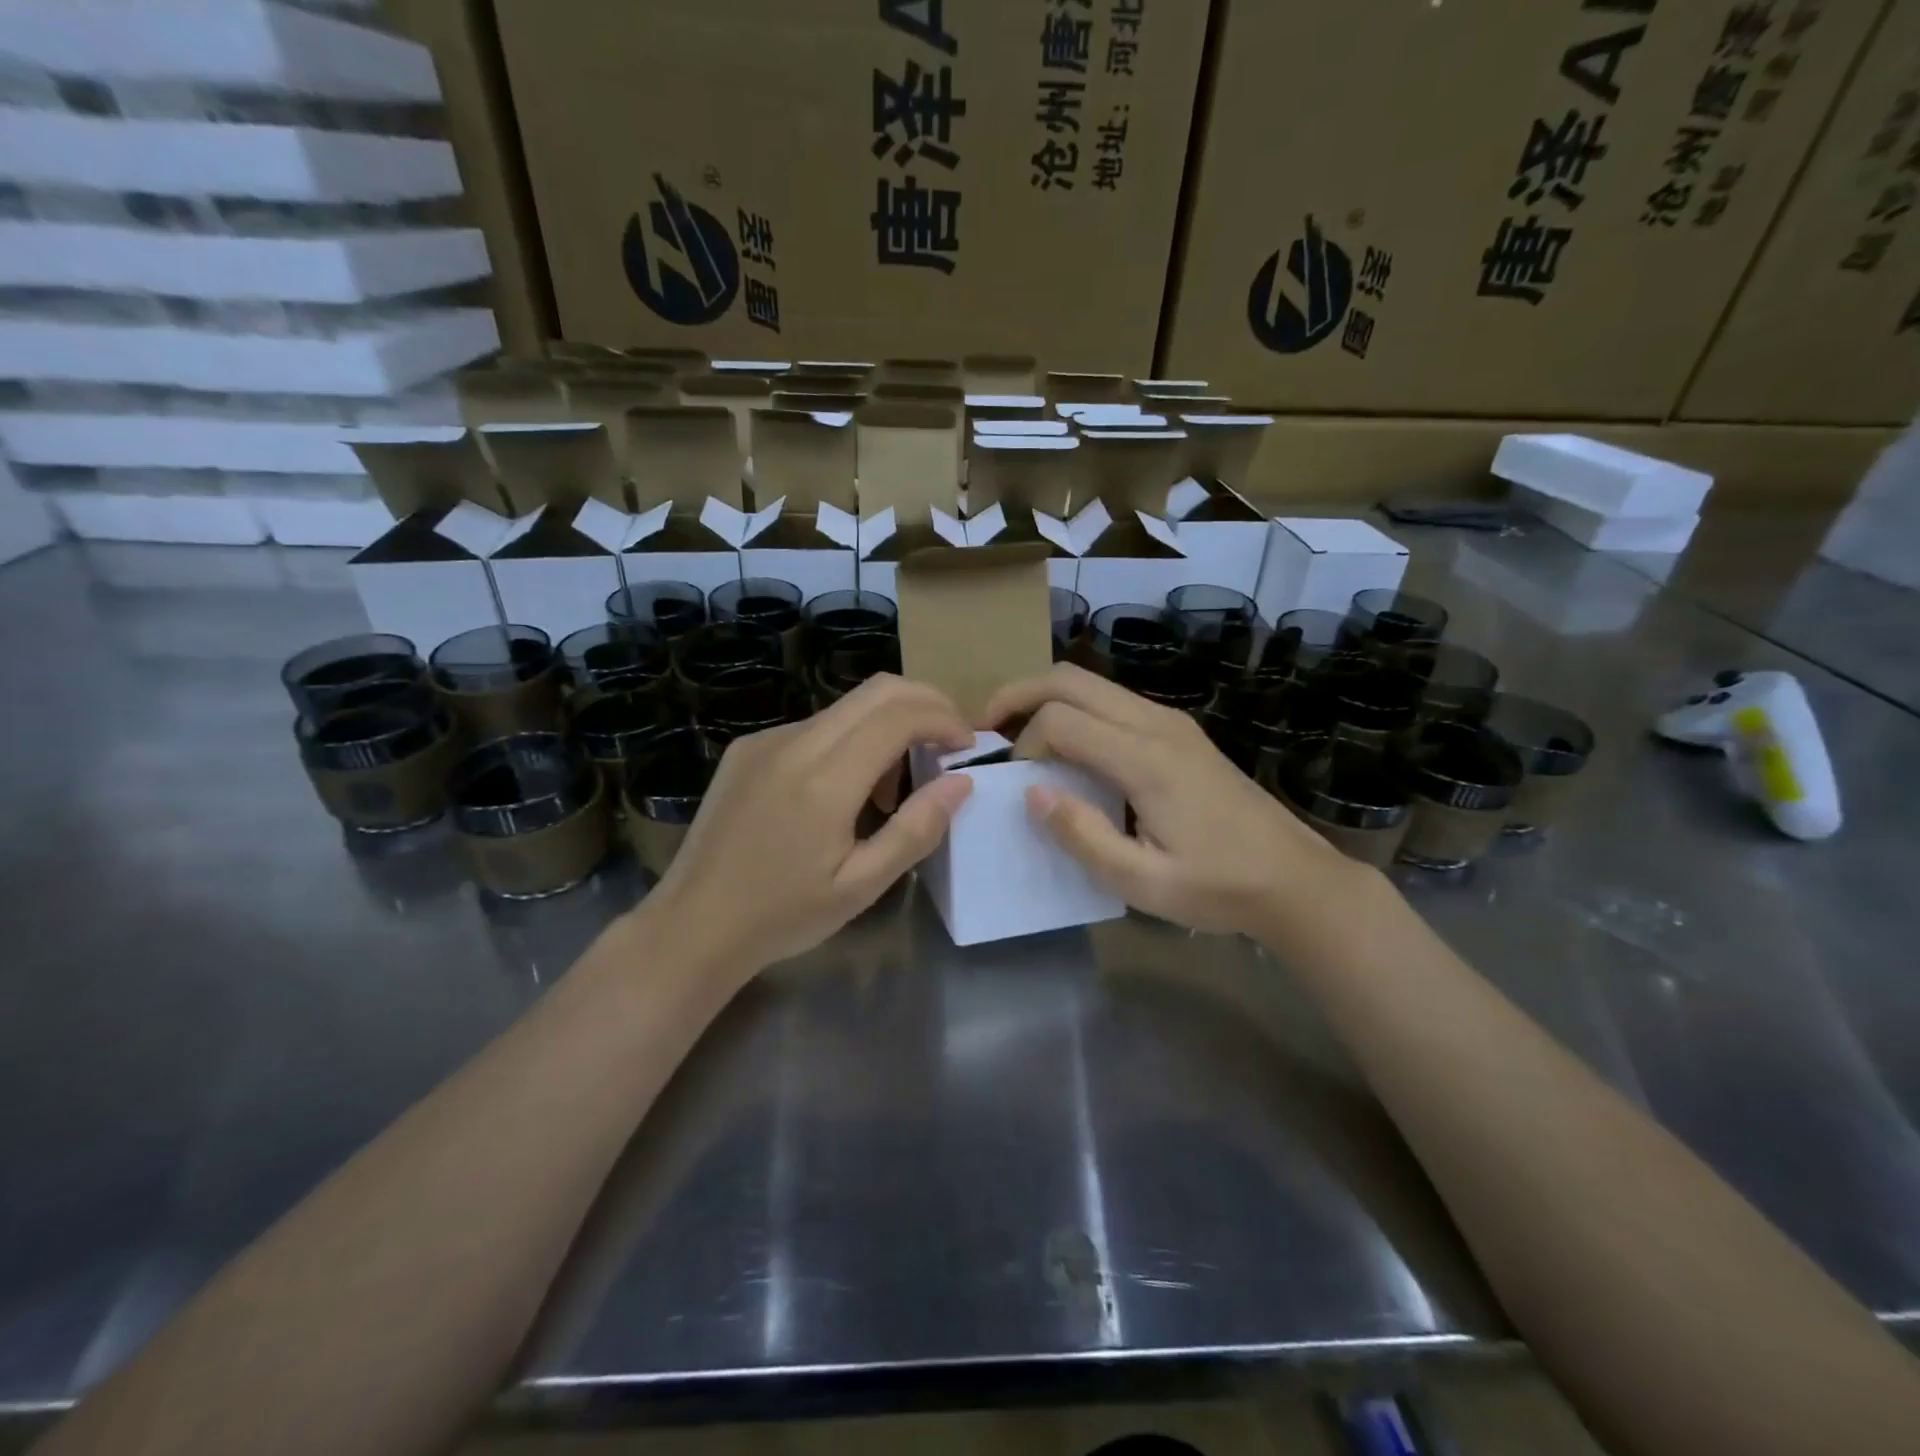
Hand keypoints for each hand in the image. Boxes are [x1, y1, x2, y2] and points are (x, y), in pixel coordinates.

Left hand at [642, 674, 973, 978]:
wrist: (693, 924)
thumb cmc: (783, 916)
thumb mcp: (861, 886)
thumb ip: (916, 829)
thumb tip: (960, 782)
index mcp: (825, 780)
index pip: (899, 715)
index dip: (944, 719)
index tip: (968, 745)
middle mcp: (794, 743)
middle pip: (876, 690)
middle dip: (926, 702)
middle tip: (951, 739)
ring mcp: (766, 740)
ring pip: (846, 706)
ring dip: (888, 723)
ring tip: (898, 782)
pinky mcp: (749, 748)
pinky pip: (816, 726)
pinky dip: (852, 738)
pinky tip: (849, 788)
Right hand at [981, 663, 1363, 937]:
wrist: (1294, 879)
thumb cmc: (1218, 887)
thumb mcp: (1142, 882)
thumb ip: (1082, 836)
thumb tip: (1032, 792)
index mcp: (1146, 759)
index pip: (1060, 719)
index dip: (1025, 745)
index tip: (1019, 785)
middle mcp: (1157, 724)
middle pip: (1071, 678)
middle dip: (1019, 694)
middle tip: (986, 728)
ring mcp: (1171, 722)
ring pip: (1092, 683)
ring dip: (1047, 699)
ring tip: (1018, 738)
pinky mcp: (1179, 731)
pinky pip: (1113, 701)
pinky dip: (1076, 711)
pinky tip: (1068, 749)